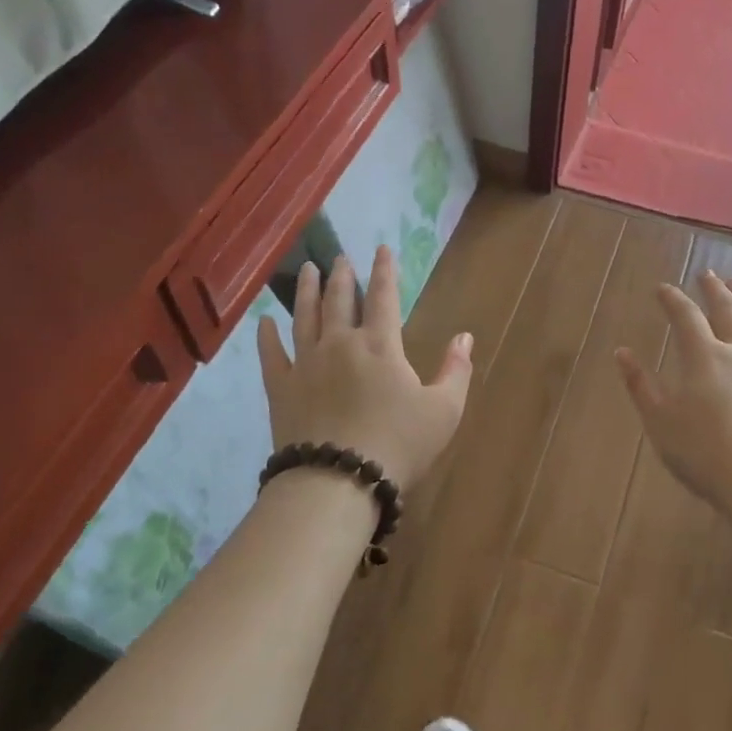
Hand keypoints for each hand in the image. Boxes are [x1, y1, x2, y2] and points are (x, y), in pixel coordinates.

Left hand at [256, 248, 472, 491]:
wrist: (338, 482)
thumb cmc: (398, 445)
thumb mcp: (444, 410)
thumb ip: (456, 370)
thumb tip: (465, 336)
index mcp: (381, 345)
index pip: (383, 296)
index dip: (384, 270)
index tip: (381, 248)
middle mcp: (340, 344)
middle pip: (339, 300)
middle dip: (342, 275)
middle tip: (340, 257)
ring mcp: (306, 364)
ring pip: (305, 317)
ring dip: (308, 291)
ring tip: (309, 270)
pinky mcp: (281, 389)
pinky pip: (272, 355)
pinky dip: (268, 336)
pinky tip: (265, 321)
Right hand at [616, 272, 731, 519]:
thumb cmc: (702, 452)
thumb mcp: (660, 421)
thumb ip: (640, 385)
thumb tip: (622, 352)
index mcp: (703, 358)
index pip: (685, 317)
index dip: (672, 300)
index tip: (662, 287)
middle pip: (726, 312)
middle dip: (714, 290)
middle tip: (708, 273)